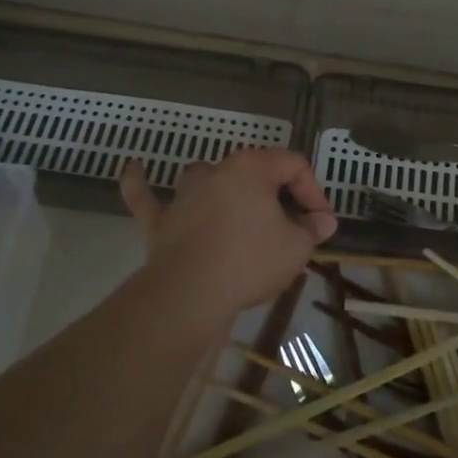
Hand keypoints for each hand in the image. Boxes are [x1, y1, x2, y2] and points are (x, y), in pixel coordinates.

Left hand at [119, 149, 337, 318]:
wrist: (191, 292)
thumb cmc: (250, 261)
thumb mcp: (297, 248)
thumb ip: (312, 230)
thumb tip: (323, 221)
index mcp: (252, 168)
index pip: (293, 164)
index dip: (313, 191)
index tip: (320, 222)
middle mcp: (216, 171)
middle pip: (252, 170)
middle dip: (275, 194)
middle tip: (291, 225)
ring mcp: (183, 195)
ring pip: (205, 177)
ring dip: (222, 186)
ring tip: (237, 206)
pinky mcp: (158, 221)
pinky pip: (145, 195)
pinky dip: (139, 182)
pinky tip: (134, 168)